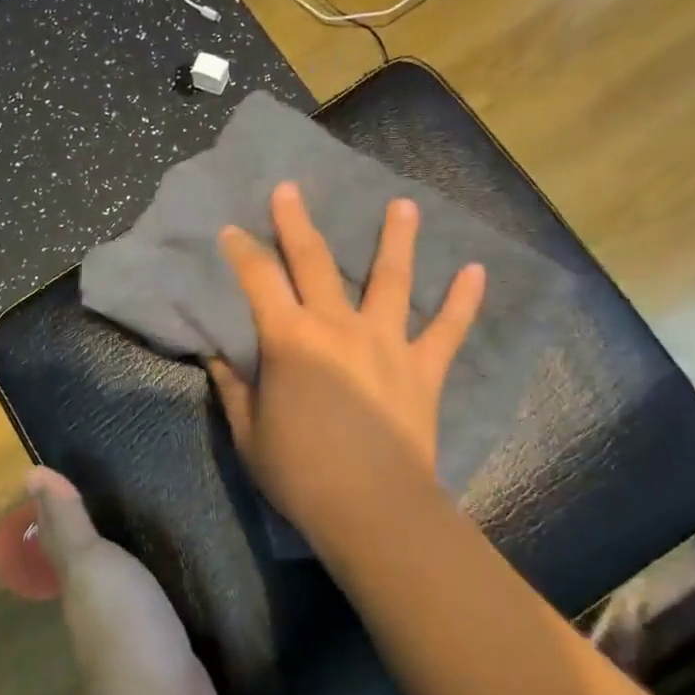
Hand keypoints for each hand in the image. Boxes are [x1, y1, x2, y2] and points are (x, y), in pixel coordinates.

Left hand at [26, 468, 219, 694]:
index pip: (63, 539)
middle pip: (98, 561)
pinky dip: (176, 586)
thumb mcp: (90, 562)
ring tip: (169, 519)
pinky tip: (196, 569)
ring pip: (136, 582)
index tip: (69, 476)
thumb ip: (68, 521)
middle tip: (131, 488)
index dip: (60, 511)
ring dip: (144, 558)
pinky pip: (172, 605)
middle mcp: (103, 605)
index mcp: (80, 582)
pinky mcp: (175, 647)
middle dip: (105, 530)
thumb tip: (32, 473)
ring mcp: (140, 630)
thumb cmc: (121, 622)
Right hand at [209, 182, 485, 539]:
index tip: (231, 230)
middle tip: (290, 187)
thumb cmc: (300, 472)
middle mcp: (338, 327)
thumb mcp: (249, 433)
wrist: (371, 506)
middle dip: (297, 223)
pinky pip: (448, 330)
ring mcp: (387, 342)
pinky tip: (477, 271)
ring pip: (392, 280)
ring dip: (396, 239)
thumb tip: (217, 355)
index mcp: (290, 340)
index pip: (258, 281)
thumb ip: (233, 388)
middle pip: (315, 262)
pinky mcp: (424, 368)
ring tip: (403, 205)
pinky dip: (463, 301)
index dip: (242, 252)